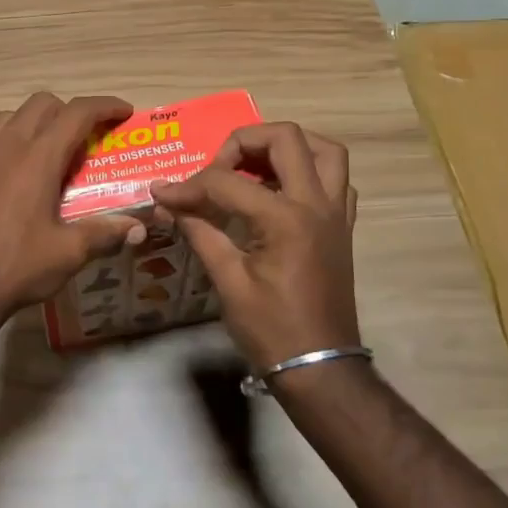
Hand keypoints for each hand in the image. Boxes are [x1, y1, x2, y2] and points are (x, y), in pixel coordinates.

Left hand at [0, 93, 143, 324]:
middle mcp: (6, 147)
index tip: (124, 111)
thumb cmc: (16, 267)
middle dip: (70, 111)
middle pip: (41, 104)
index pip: (76, 113)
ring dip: (36, 123)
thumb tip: (137, 228)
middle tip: (87, 140)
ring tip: (50, 155)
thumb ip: (104, 233)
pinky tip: (17, 179)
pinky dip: (10, 144)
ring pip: (10, 117)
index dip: (105, 106)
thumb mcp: (68, 253)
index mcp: (37, 158)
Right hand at [150, 123, 357, 372]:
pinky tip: (281, 191)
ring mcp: (336, 214)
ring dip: (288, 147)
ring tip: (254, 165)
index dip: (189, 185)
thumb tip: (169, 202)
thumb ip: (201, 231)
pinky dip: (309, 172)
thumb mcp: (228, 281)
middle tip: (218, 167)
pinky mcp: (342, 228)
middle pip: (286, 138)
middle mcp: (316, 204)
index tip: (164, 193)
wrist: (321, 368)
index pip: (227, 182)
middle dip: (244, 141)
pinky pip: (337, 181)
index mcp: (285, 219)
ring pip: (325, 150)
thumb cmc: (271, 330)